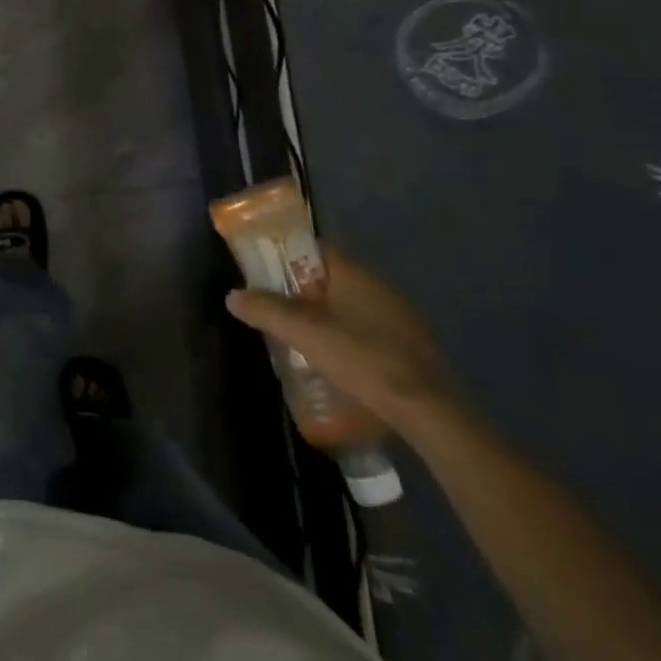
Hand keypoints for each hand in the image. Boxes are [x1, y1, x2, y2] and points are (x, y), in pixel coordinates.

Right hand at [225, 245, 454, 434]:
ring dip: (327, 318)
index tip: (266, 273)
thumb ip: (267, 311)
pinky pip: (370, 331)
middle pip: (332, 279)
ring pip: (352, 307)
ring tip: (302, 340)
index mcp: (355, 274)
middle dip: (304, 292)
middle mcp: (380, 287)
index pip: (316, 250)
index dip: (289, 257)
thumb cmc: (362, 358)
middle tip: (278, 311)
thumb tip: (232, 295)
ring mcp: (400, 318)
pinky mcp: (411, 348)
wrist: (428, 411)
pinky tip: (339, 363)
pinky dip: (350, 339)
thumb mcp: (304, 333)